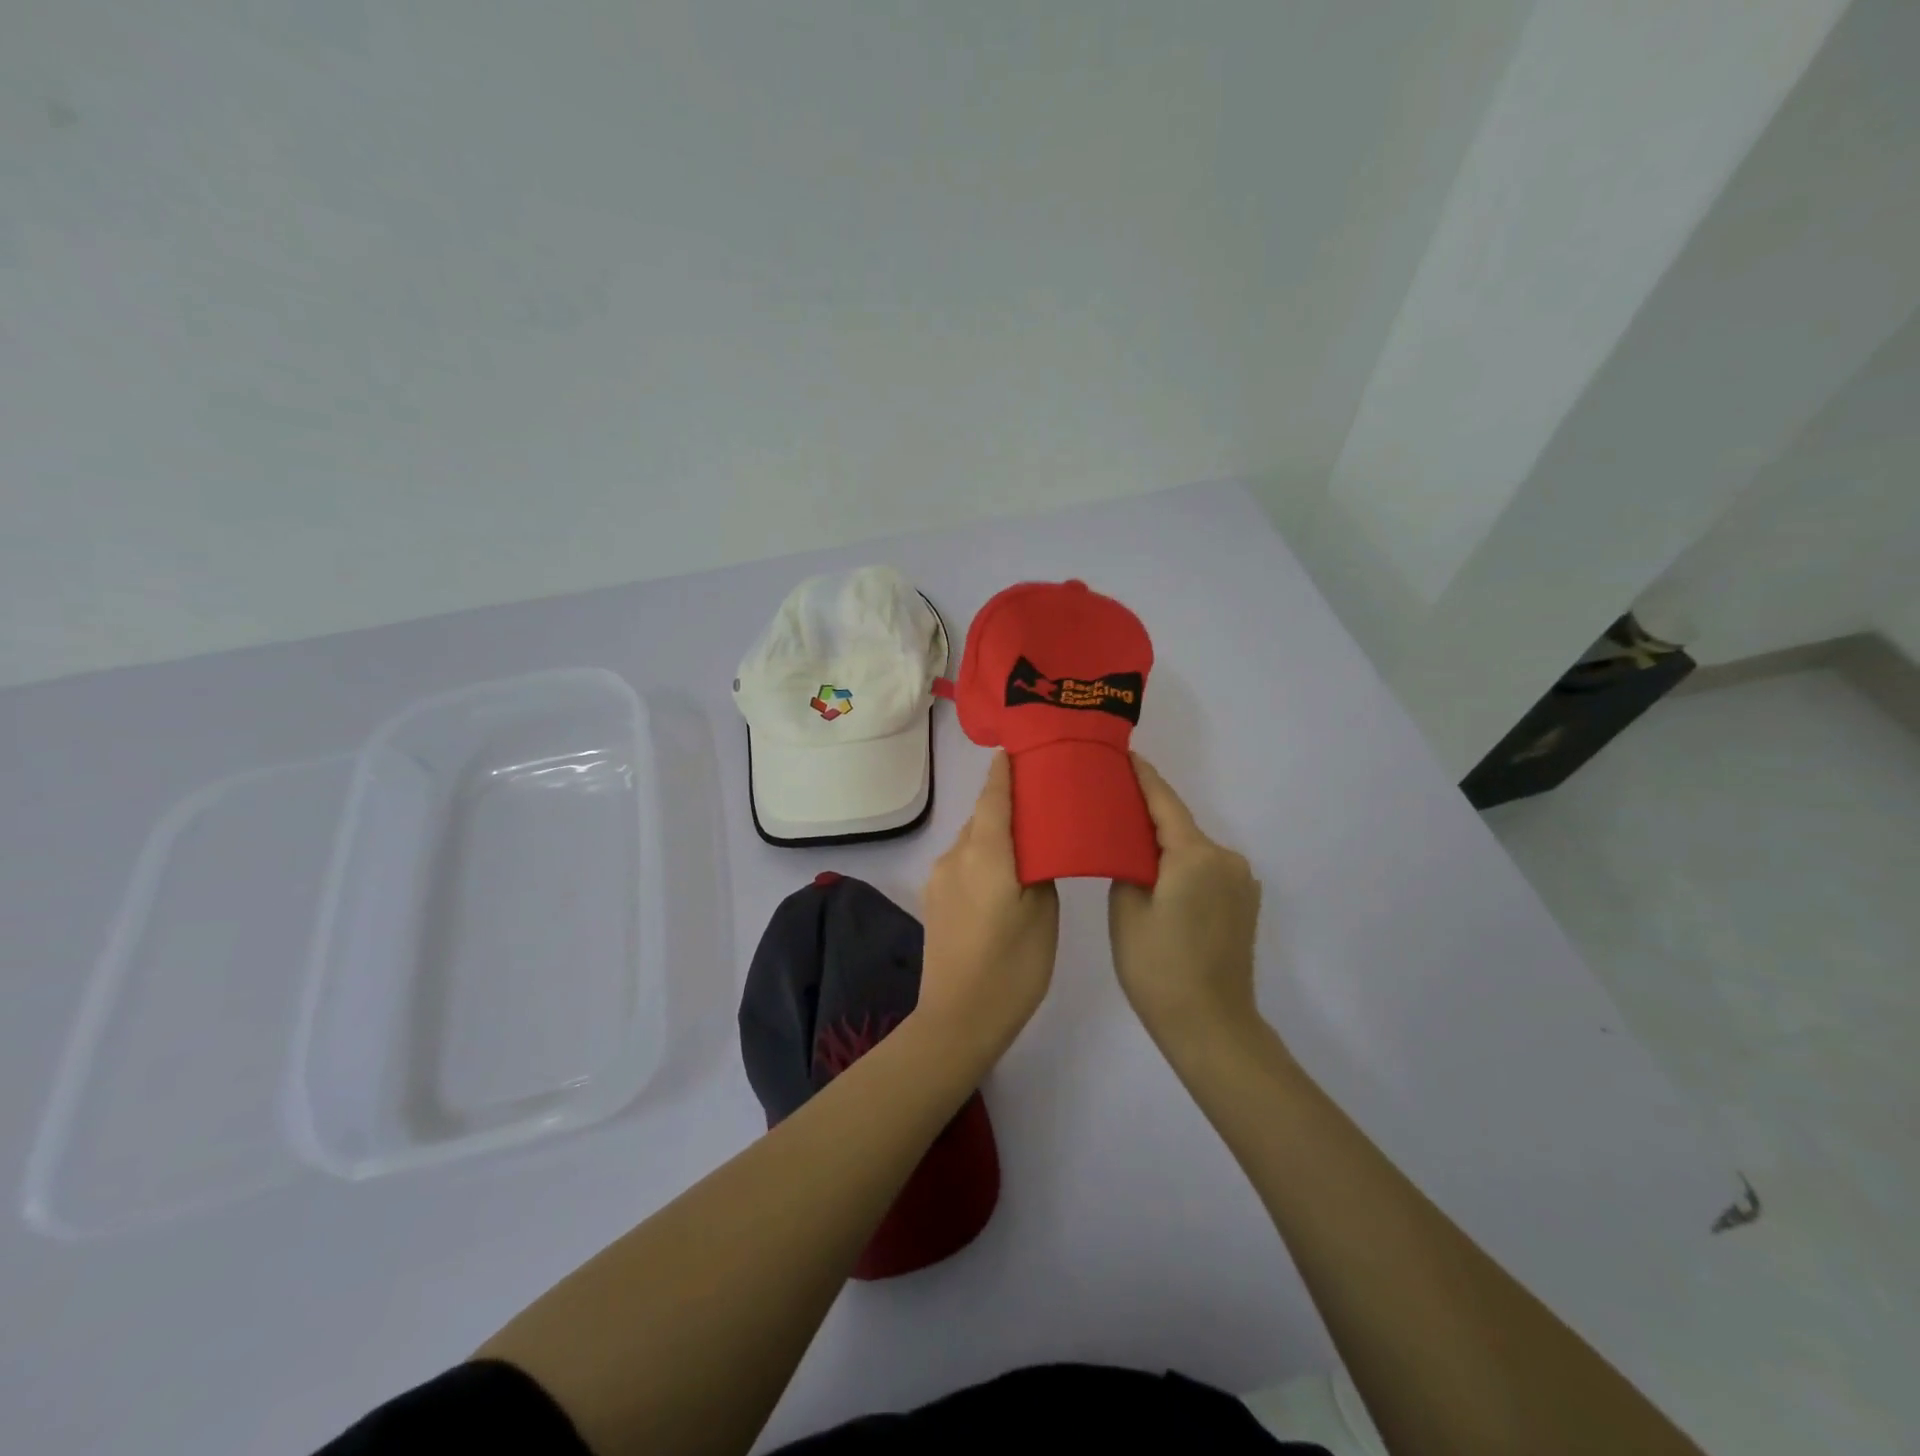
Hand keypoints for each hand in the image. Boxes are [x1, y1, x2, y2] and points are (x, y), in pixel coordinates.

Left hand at [917, 752, 1059, 1062]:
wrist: (957, 1020)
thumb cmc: (1012, 968)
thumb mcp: (1043, 915)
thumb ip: (1039, 870)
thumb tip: (1032, 852)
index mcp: (985, 854)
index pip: (993, 797)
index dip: (1003, 771)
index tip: (1015, 748)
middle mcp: (955, 856)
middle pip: (981, 816)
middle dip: (1005, 801)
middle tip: (1040, 796)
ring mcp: (939, 878)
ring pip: (972, 840)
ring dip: (994, 832)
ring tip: (1027, 837)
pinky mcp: (934, 898)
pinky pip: (962, 861)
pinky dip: (983, 855)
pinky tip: (1003, 872)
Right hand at [1109, 755, 1263, 1051]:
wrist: (1211, 1025)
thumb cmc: (1158, 967)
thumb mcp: (1127, 909)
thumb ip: (1128, 864)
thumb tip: (1133, 848)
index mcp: (1195, 854)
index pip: (1164, 802)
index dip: (1142, 777)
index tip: (1124, 755)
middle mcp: (1226, 858)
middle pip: (1179, 825)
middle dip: (1147, 815)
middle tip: (1110, 805)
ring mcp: (1241, 882)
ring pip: (1192, 850)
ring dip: (1165, 845)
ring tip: (1128, 845)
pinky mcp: (1244, 903)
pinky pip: (1206, 871)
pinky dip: (1182, 866)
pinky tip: (1159, 878)